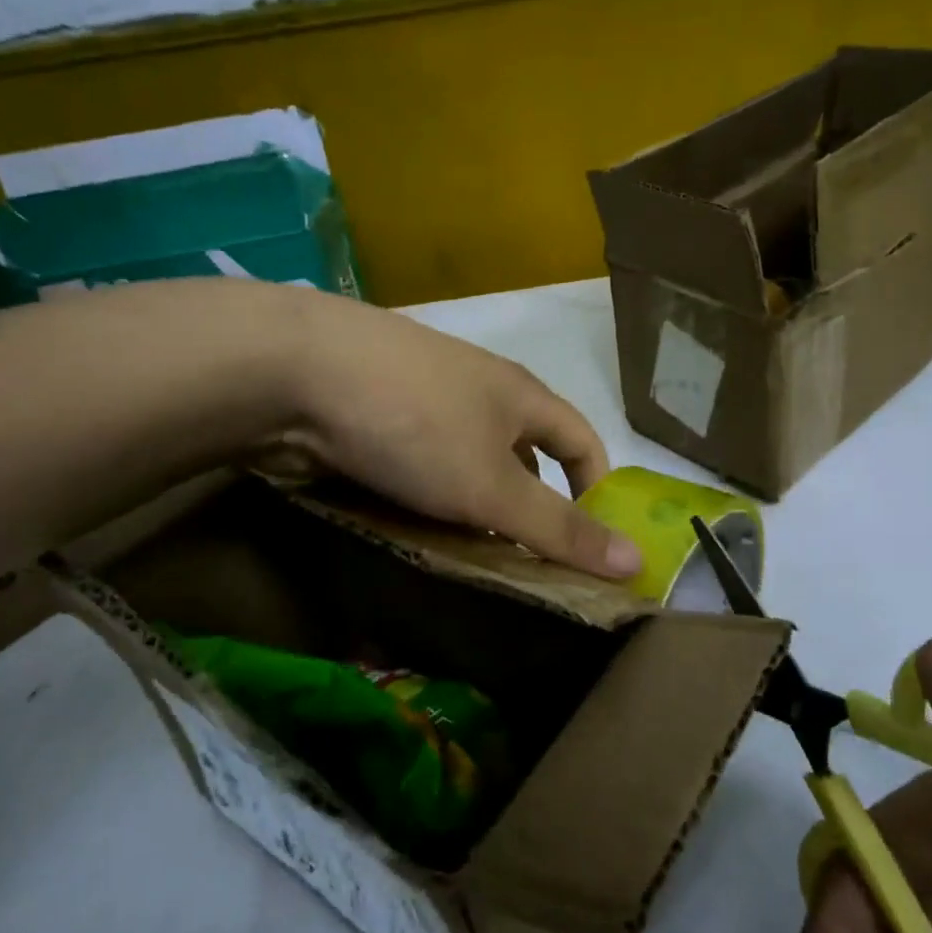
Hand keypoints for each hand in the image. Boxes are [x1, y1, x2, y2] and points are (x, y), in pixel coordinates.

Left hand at [265, 288, 642, 580]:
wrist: (293, 369)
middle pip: (522, 452)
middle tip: (522, 563)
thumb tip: (638, 562)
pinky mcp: (375, 410)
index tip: (591, 539)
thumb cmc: (415, 423)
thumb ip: (560, 527)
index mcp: (519, 394)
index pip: (581, 438)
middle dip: (528, 506)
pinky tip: (410, 524)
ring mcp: (422, 396)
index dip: (596, 486)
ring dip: (474, 505)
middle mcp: (477, 388)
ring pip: (466, 459)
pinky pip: (420, 460)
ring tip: (467, 553)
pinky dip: (427, 495)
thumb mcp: (493, 486)